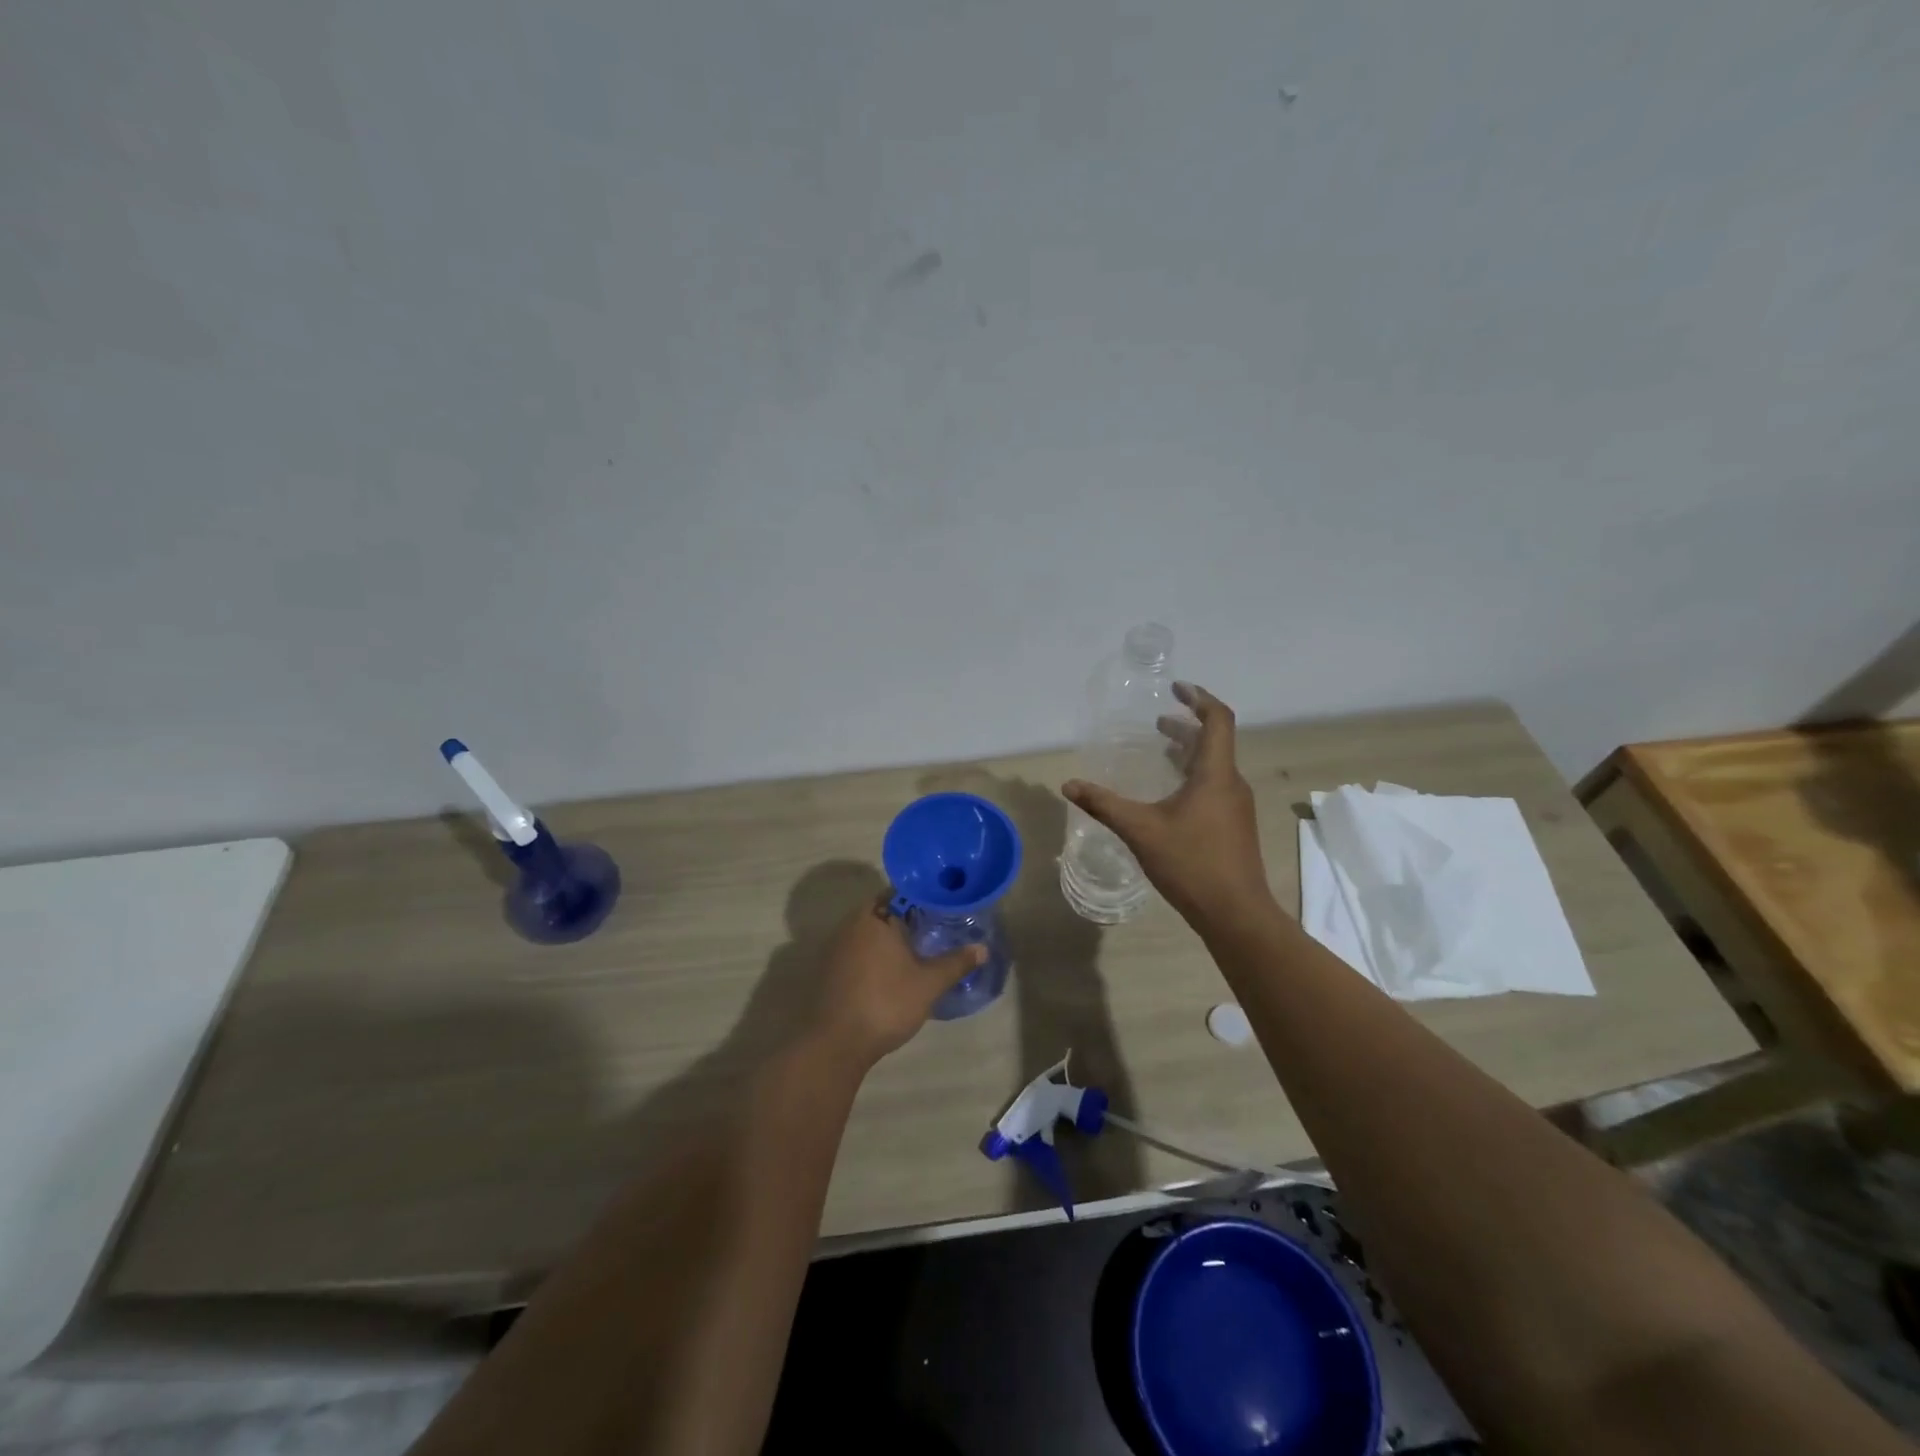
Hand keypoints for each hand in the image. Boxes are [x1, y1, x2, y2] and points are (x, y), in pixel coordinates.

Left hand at [803, 896, 985, 1071]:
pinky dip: (874, 955)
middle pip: (883, 911)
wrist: (836, 1043)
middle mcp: (851, 924)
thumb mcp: (929, 984)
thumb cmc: (886, 1003)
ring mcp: (836, 947)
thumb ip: (956, 963)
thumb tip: (983, 948)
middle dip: (907, 919)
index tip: (942, 907)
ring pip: (869, 932)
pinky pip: (857, 950)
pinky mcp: (829, 969)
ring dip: (889, 938)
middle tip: (935, 929)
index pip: (901, 893)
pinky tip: (892, 971)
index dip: (922, 898)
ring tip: (917, 950)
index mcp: (875, 917)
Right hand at [1063, 682, 1272, 925]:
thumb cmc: (1191, 864)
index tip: (1175, 688)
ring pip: (1215, 765)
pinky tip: (1170, 794)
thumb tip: (1069, 784)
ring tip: (1161, 749)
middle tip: (1158, 721)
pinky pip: (1215, 785)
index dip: (1198, 698)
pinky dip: (1193, 775)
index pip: (1217, 719)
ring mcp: (1236, 806)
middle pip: (1215, 741)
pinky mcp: (1234, 826)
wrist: (1236, 914)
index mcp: (1215, 774)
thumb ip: (1104, 804)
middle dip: (1187, 725)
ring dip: (1189, 751)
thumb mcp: (1140, 831)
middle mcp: (1231, 783)